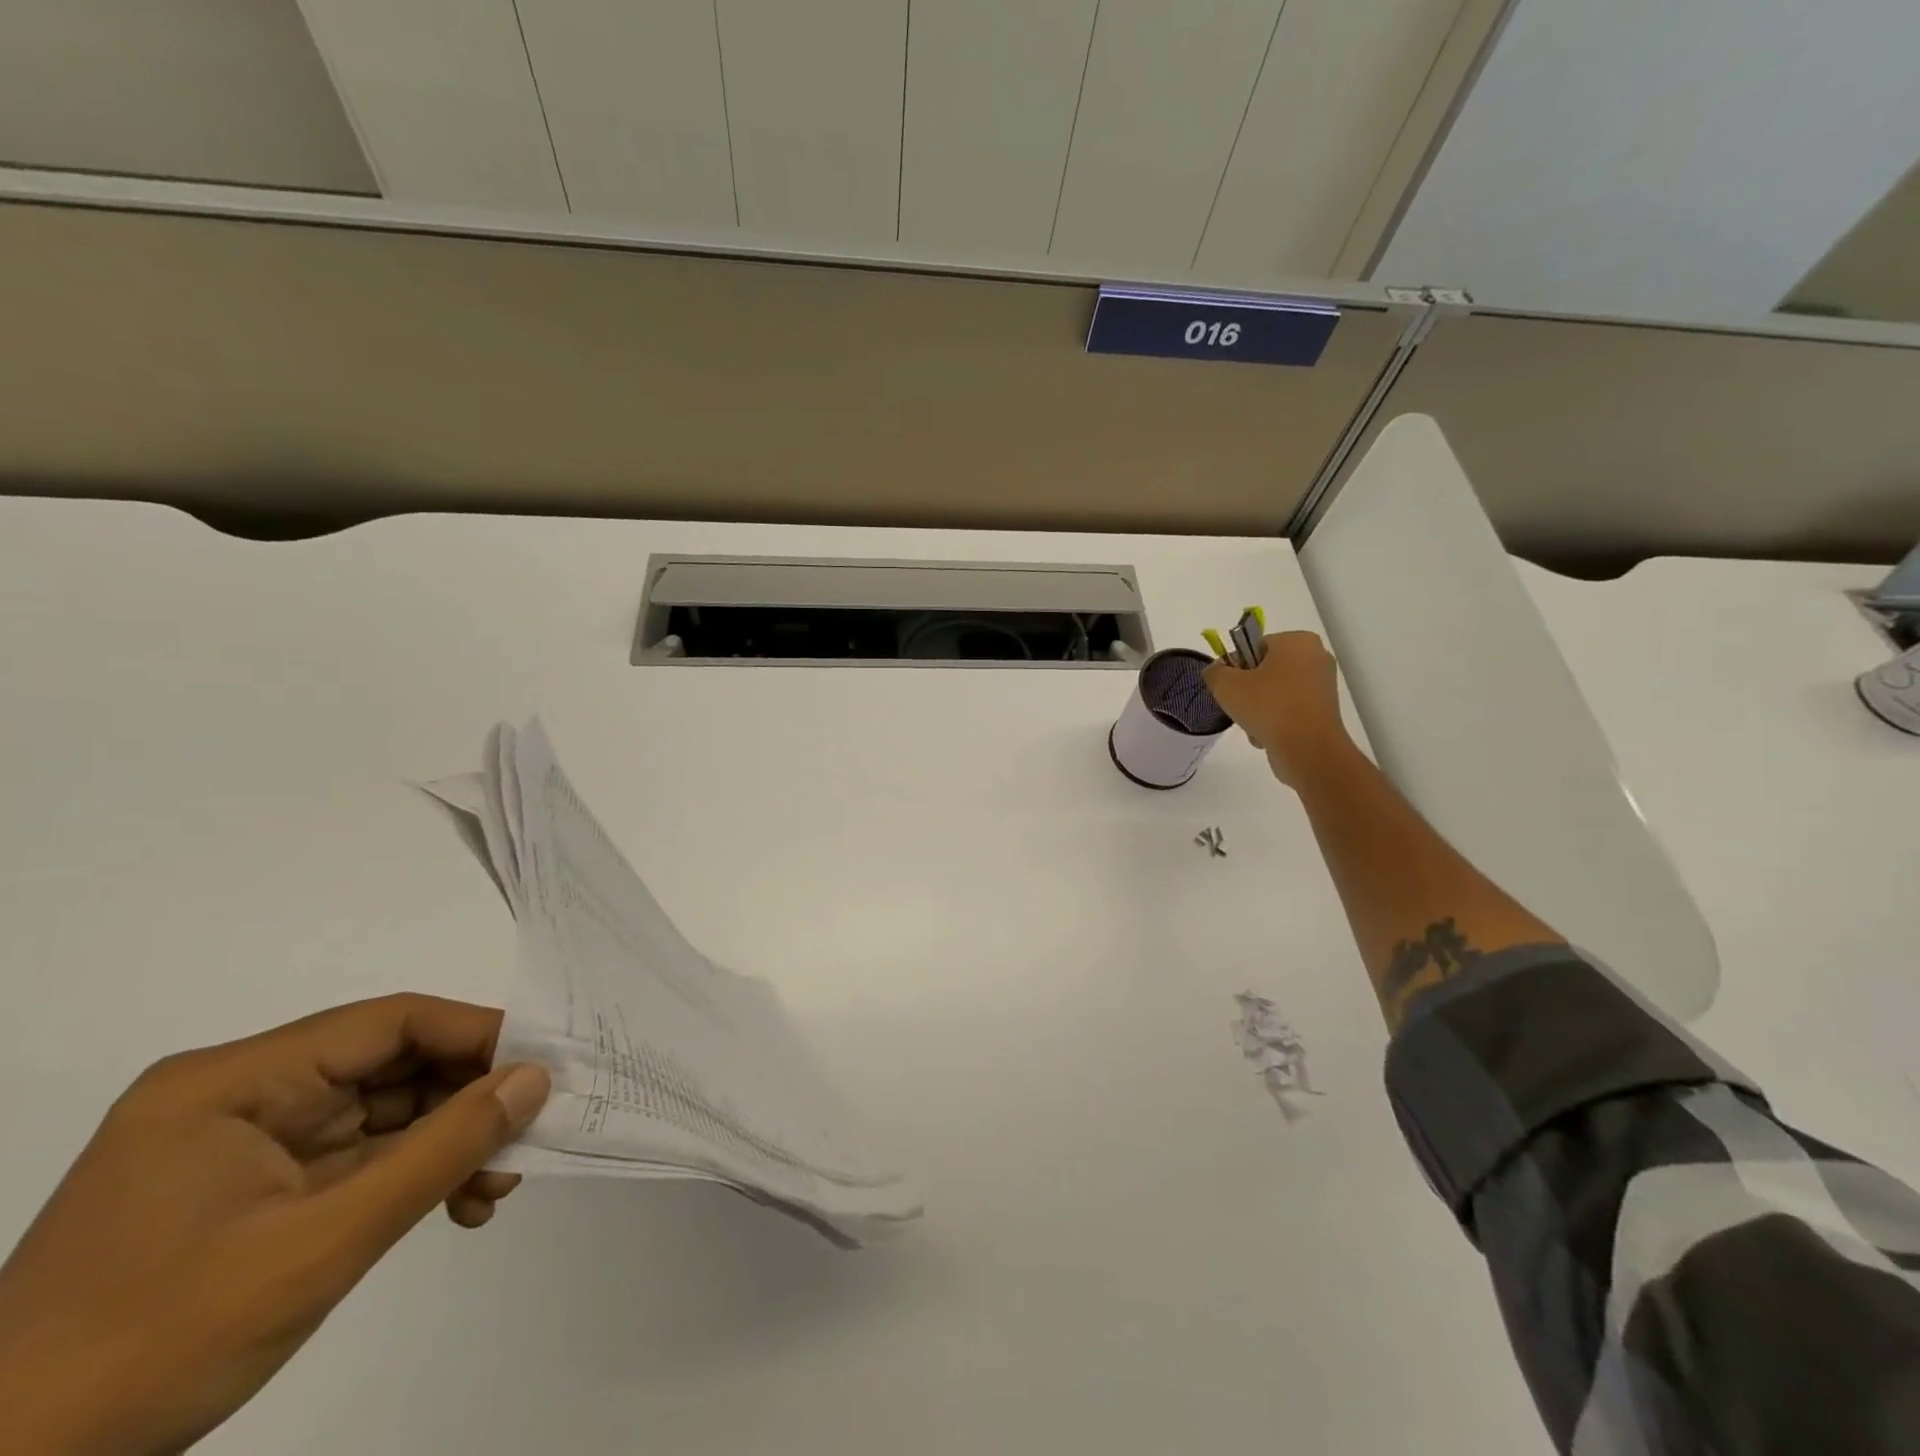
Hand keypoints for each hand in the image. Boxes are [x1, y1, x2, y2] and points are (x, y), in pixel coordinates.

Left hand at [0, 995, 549, 1454]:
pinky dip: (411, 1176)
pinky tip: (455, 1206)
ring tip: (495, 1185)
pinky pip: (357, 1157)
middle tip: (528, 1135)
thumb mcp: (321, 1244)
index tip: (542, 1066)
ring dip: (447, 1144)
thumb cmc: (152, 1348)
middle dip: (466, 1102)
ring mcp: (245, 1143)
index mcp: (234, 1082)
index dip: (476, 1034)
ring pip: (383, 1112)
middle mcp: (240, 1095)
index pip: (387, 1023)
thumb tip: (536, 1079)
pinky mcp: (252, 1188)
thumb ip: (442, 1151)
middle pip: (390, 1066)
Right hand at [1203, 630, 1352, 788]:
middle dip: (1249, 689)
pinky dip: (1276, 721)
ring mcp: (1324, 685)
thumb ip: (1214, 672)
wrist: (1307, 749)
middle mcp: (1316, 656)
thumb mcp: (1225, 685)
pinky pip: (1290, 709)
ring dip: (1260, 708)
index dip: (1236, 666)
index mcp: (1297, 641)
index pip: (1255, 646)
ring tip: (1253, 724)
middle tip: (1238, 705)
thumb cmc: (1267, 706)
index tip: (1229, 686)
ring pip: (1276, 692)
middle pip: (1266, 669)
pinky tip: (1267, 735)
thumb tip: (1216, 671)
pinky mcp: (1326, 711)